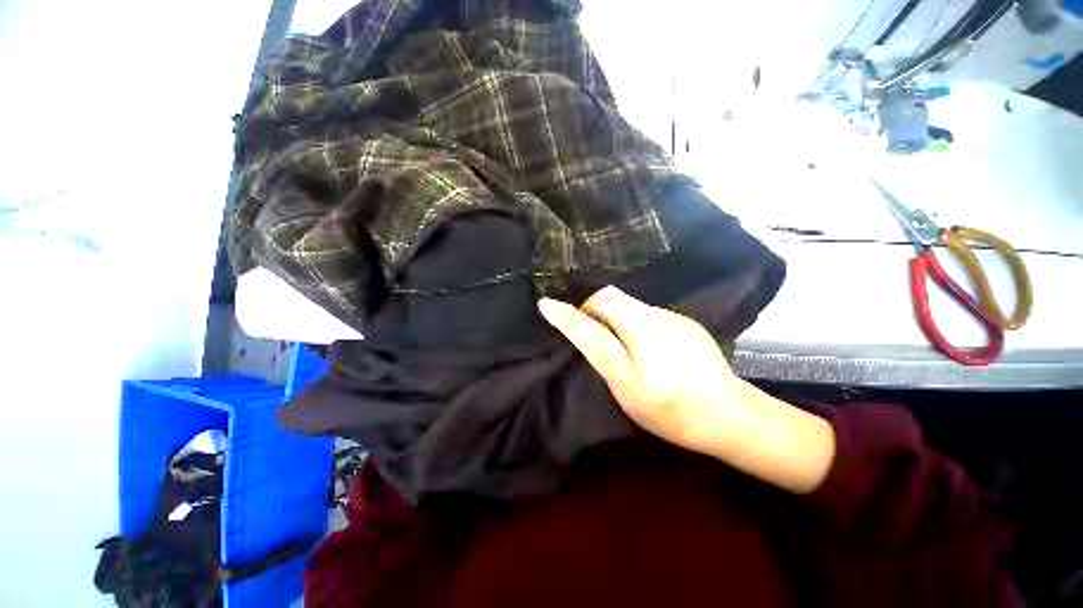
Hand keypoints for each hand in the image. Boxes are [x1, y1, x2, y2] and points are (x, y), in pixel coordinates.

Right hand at [539, 286, 835, 493]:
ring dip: (617, 321)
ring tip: (624, 351)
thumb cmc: (669, 410)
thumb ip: (598, 347)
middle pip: (614, 300)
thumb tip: (575, 322)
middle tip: (595, 340)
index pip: (600, 302)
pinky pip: (649, 316)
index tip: (549, 307)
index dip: (574, 309)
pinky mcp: (686, 324)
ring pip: (631, 308)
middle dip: (596, 314)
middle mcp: (658, 316)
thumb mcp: (625, 385)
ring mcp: (675, 318)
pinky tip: (650, 353)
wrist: (730, 417)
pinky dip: (636, 326)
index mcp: (641, 330)